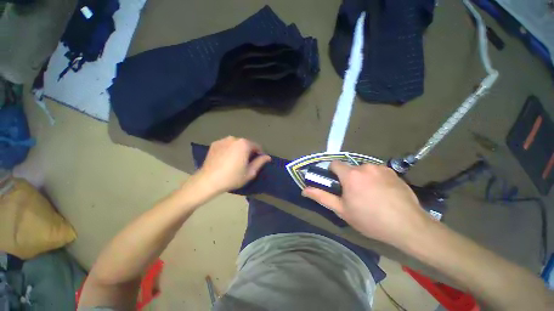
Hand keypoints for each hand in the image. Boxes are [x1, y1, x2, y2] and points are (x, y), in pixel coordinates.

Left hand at [196, 136, 270, 192]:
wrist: (208, 180)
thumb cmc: (232, 177)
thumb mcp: (250, 172)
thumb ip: (260, 162)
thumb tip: (268, 157)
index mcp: (244, 144)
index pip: (257, 146)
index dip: (259, 154)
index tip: (258, 161)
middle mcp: (234, 138)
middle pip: (246, 144)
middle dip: (249, 151)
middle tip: (247, 162)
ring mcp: (223, 140)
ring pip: (236, 144)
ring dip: (239, 150)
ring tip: (236, 161)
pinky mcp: (214, 144)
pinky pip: (227, 145)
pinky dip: (229, 150)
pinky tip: (226, 159)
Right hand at [302, 161, 432, 246]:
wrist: (408, 226)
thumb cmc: (370, 219)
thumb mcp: (342, 210)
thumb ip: (322, 197)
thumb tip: (304, 190)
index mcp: (351, 175)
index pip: (334, 164)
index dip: (332, 172)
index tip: (336, 184)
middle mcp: (365, 166)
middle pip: (350, 168)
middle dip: (348, 177)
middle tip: (354, 194)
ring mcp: (381, 168)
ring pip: (364, 169)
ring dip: (362, 178)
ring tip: (370, 195)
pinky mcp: (393, 172)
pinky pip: (377, 171)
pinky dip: (375, 178)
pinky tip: (383, 193)